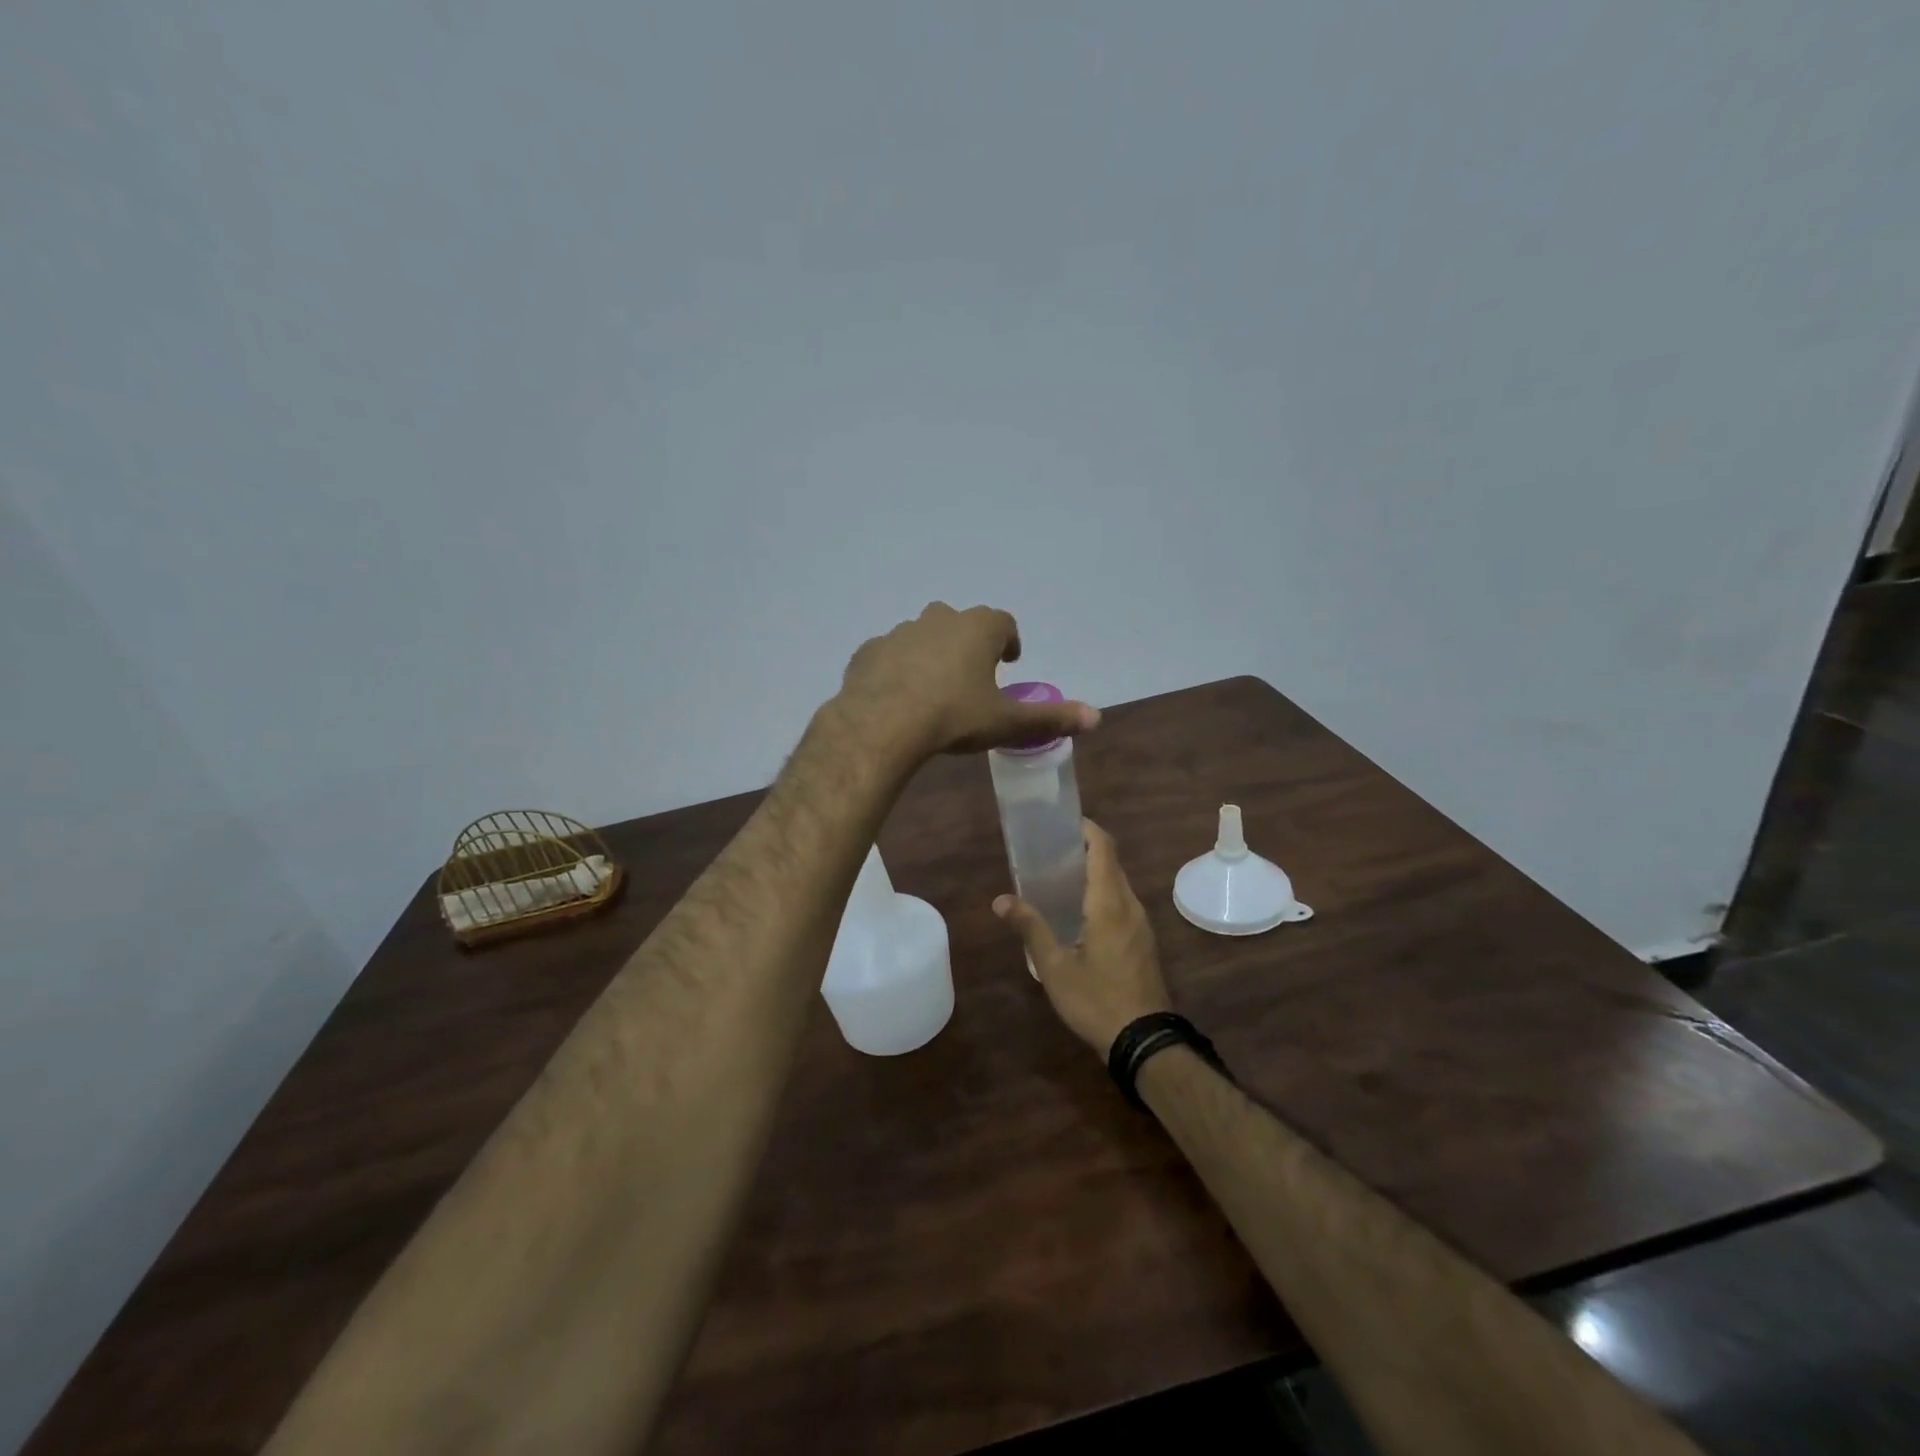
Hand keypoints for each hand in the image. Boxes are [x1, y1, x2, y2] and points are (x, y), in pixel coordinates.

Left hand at [833, 602, 1098, 764]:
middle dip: (968, 642)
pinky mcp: (868, 651)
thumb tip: (1096, 717)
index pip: (1002, 623)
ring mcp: (899, 633)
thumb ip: (1050, 718)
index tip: (1009, 659)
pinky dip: (897, 668)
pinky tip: (897, 694)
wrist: (881, 724)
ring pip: (921, 635)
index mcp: (977, 629)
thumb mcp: (1005, 722)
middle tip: (972, 673)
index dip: (1008, 640)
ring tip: (933, 687)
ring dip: (931, 653)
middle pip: (960, 623)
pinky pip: (889, 655)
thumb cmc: (952, 717)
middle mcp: (938, 620)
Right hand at [994, 819, 1171, 1056]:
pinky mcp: (1144, 941)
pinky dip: (1102, 893)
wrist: (1145, 1041)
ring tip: (1059, 878)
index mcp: (1109, 903)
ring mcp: (1142, 924)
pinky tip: (1079, 912)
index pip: (1103, 848)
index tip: (1061, 822)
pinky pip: (1122, 903)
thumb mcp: (1054, 967)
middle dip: (1084, 849)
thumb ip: (1030, 928)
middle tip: (1049, 851)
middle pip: (1111, 863)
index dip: (1086, 828)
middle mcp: (1130, 906)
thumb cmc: (1096, 1000)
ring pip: (1118, 884)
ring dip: (1094, 873)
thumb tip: (1001, 899)